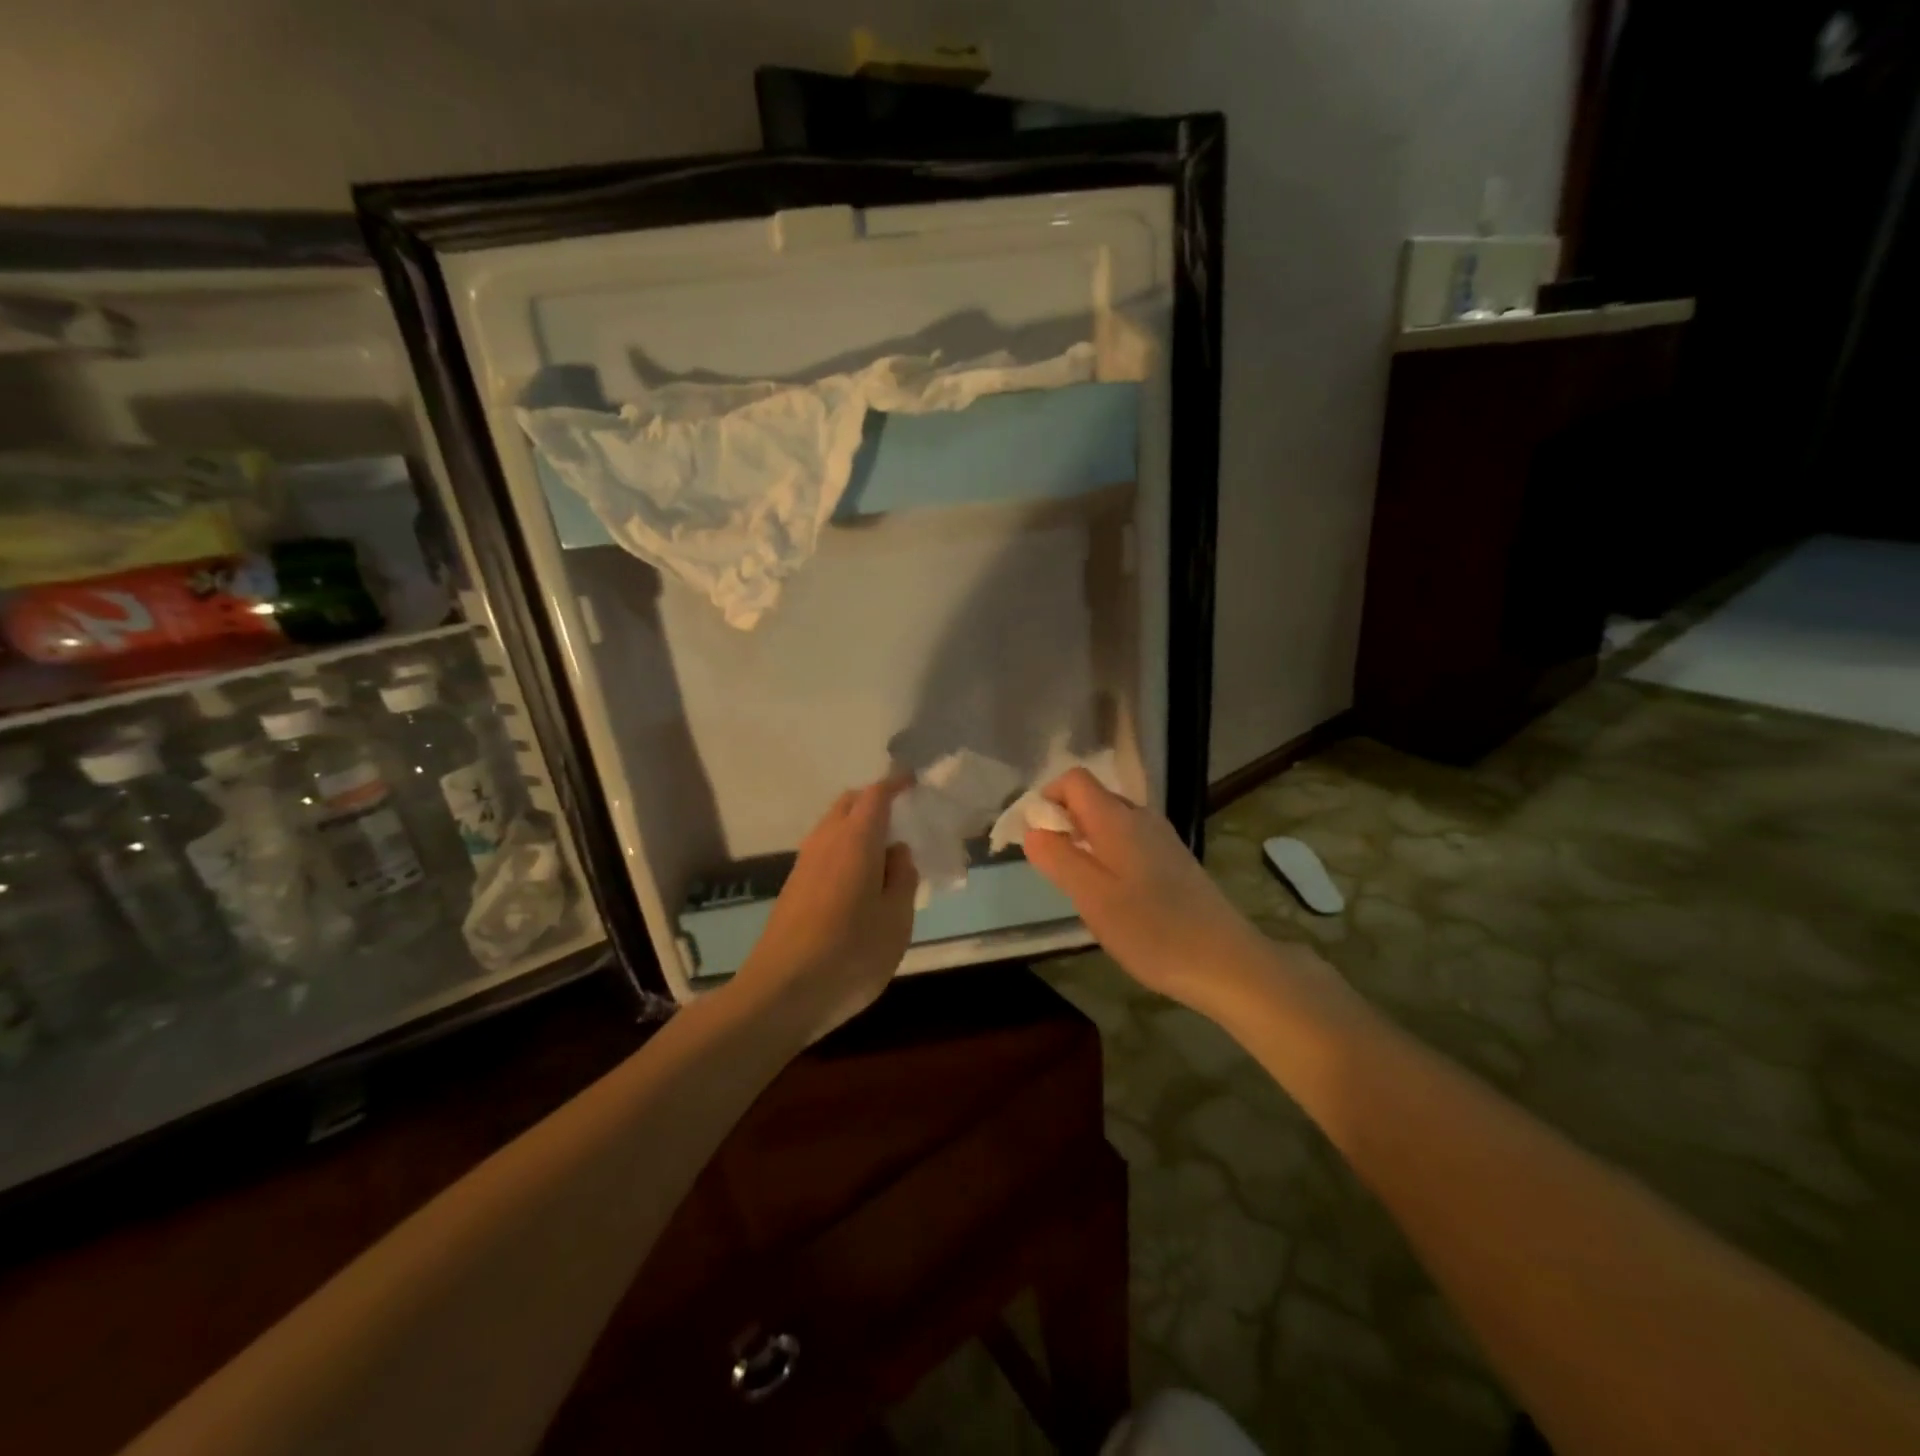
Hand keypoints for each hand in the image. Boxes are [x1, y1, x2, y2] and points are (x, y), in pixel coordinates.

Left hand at [735, 777, 918, 1039]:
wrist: (780, 993)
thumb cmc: (850, 954)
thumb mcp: (897, 920)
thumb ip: (903, 878)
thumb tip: (897, 852)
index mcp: (856, 840)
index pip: (875, 795)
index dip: (895, 784)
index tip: (913, 783)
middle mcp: (825, 841)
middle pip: (849, 804)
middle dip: (874, 802)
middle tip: (902, 820)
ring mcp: (804, 864)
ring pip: (833, 828)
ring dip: (857, 828)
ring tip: (884, 855)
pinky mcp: (793, 888)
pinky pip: (824, 851)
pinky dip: (844, 850)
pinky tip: (859, 883)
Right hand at [1023, 768, 1268, 1007]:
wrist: (1225, 962)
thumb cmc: (1152, 930)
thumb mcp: (1092, 897)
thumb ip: (1058, 859)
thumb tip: (1033, 830)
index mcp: (1118, 819)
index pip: (1074, 780)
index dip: (1047, 797)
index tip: (1035, 835)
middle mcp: (1141, 817)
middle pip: (1092, 798)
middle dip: (1063, 821)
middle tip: (1052, 866)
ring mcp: (1162, 838)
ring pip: (1110, 821)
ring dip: (1085, 840)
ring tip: (1079, 884)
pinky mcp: (1174, 860)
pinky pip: (1129, 841)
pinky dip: (1108, 854)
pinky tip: (1112, 895)